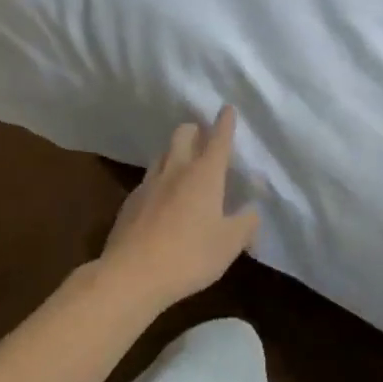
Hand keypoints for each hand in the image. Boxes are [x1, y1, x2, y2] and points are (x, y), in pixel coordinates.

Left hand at [97, 106, 259, 313]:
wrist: (132, 274)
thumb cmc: (189, 256)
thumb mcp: (229, 244)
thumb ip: (246, 224)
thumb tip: (252, 211)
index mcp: (204, 175)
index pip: (218, 139)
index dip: (225, 123)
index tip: (227, 108)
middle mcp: (175, 170)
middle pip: (182, 134)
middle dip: (195, 130)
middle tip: (203, 138)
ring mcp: (148, 184)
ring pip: (162, 154)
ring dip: (174, 152)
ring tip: (183, 165)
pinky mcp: (130, 202)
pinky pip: (148, 180)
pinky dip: (159, 180)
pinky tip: (161, 198)